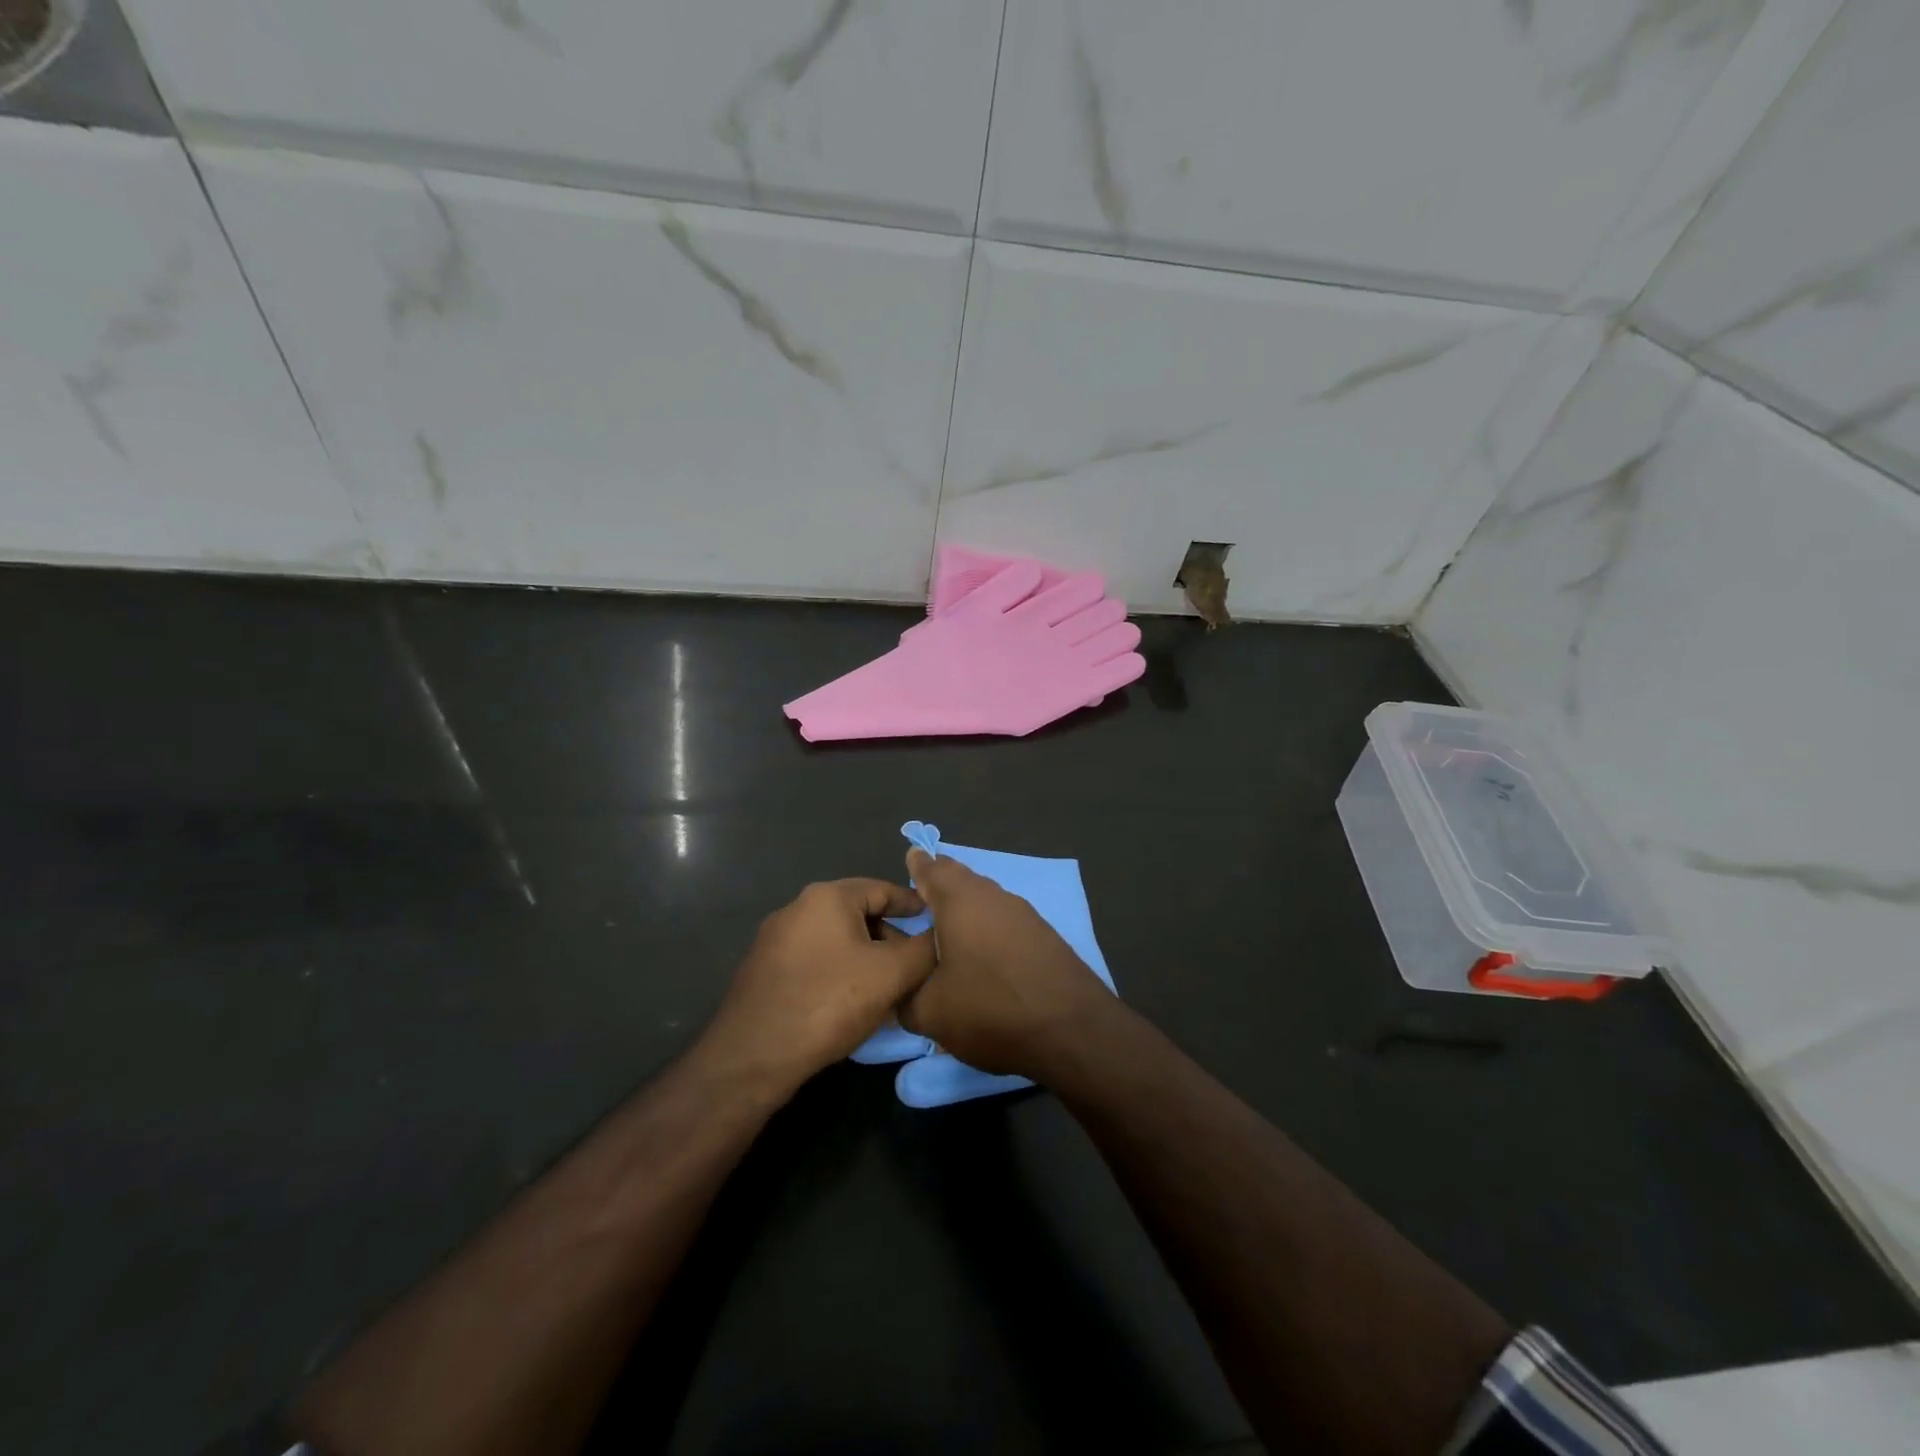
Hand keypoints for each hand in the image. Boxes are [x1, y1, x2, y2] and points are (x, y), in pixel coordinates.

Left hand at [701, 879, 936, 1092]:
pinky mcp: (765, 972)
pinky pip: (816, 962)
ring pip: (838, 941)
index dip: (915, 905)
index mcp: (827, 897)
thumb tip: (940, 937)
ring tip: (890, 992)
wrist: (752, 1056)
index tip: (938, 924)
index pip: (883, 888)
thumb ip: (923, 949)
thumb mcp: (890, 974)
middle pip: (860, 915)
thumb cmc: (828, 1002)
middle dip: (891, 939)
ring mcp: (776, 941)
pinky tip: (854, 1005)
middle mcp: (797, 908)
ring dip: (867, 960)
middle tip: (916, 968)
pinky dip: (841, 974)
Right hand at [897, 849, 1115, 1078]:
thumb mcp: (930, 1013)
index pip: (932, 869)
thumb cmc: (991, 1009)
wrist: (1072, 1030)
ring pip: (986, 898)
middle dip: (941, 883)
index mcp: (960, 900)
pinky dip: (988, 926)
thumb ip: (904, 996)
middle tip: (923, 894)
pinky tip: (984, 951)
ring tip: (948, 928)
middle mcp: (993, 896)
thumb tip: (899, 990)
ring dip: (966, 907)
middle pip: (962, 879)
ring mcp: (1024, 913)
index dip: (917, 865)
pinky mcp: (1045, 935)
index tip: (909, 859)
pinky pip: (1005, 919)